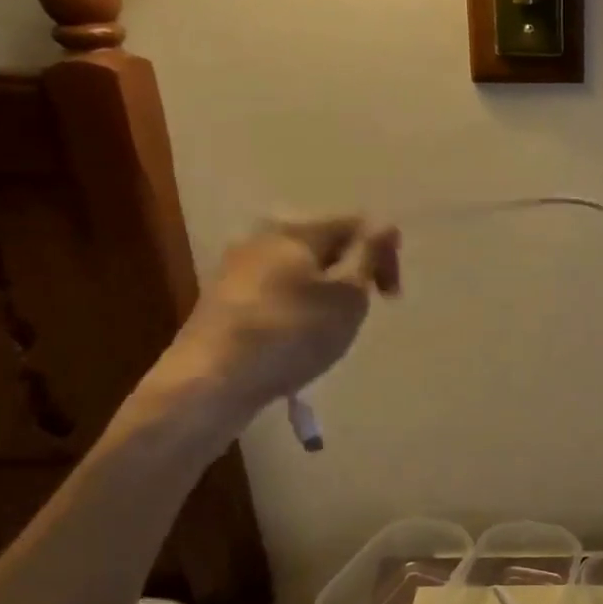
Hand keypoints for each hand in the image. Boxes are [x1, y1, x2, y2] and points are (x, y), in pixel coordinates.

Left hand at [148, 215, 400, 426]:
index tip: (391, 298)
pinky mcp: (224, 299)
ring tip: (330, 329)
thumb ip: (370, 255)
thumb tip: (386, 223)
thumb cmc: (292, 333)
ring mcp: (238, 267)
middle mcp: (263, 236)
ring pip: (301, 270)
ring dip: (325, 293)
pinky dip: (298, 308)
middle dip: (352, 274)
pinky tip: (296, 339)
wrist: (211, 380)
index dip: (385, 255)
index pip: (357, 224)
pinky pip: (277, 291)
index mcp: (297, 228)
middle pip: (326, 245)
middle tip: (362, 312)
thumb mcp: (348, 295)